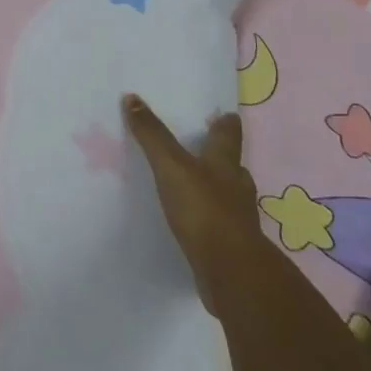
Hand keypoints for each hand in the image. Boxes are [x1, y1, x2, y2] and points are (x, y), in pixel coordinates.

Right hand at [123, 94, 261, 307]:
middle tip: (204, 148)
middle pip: (231, 165)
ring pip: (229, 195)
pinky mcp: (232, 246)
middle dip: (220, 156)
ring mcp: (238, 219)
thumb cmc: (204, 210)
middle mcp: (236, 187)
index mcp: (225, 163)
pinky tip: (197, 223)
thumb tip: (132, 97)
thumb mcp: (171, 166)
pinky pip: (220, 225)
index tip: (225, 114)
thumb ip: (152, 135)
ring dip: (216, 189)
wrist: (231, 272)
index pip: (228, 134)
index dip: (225, 122)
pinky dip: (210, 219)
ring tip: (197, 186)